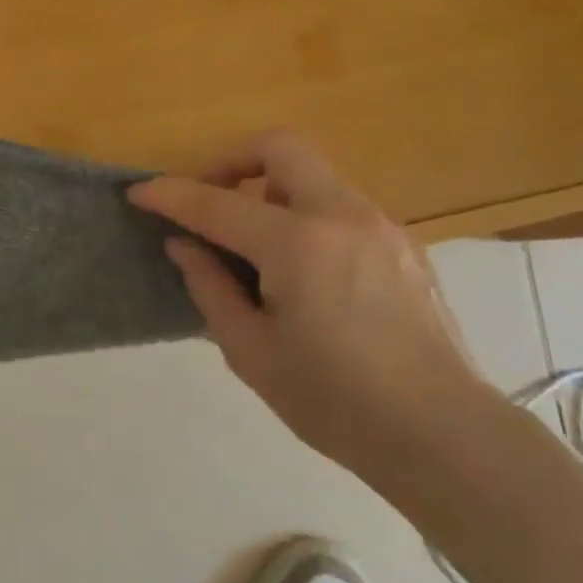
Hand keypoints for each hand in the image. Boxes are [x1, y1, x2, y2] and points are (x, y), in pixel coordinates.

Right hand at [128, 130, 486, 477]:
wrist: (443, 435)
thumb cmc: (336, 403)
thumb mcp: (251, 353)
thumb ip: (209, 288)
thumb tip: (183, 245)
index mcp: (298, 245)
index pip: (216, 203)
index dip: (170, 195)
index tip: (139, 193)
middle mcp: (341, 216)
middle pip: (278, 147)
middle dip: (230, 161)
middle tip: (209, 201)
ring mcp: (379, 224)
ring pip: (312, 175)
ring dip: (270, 191)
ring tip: (255, 247)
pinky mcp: (402, 242)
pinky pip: (339, 205)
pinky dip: (305, 215)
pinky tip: (303, 270)